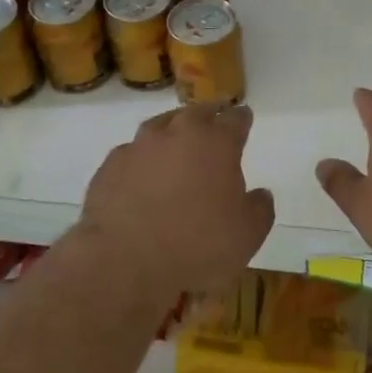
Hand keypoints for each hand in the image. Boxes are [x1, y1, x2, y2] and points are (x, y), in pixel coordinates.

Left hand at [80, 103, 274, 290]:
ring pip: (160, 125)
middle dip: (209, 114)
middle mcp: (178, 133)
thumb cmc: (197, 246)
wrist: (124, 260)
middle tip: (214, 118)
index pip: (236, 119)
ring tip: (176, 140)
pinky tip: (141, 173)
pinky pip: (132, 153)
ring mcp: (140, 146)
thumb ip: (259, 210)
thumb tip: (260, 194)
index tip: (244, 117)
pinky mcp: (111, 164)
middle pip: (197, 112)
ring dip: (172, 130)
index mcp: (216, 143)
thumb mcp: (247, 236)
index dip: (242, 118)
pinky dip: (141, 158)